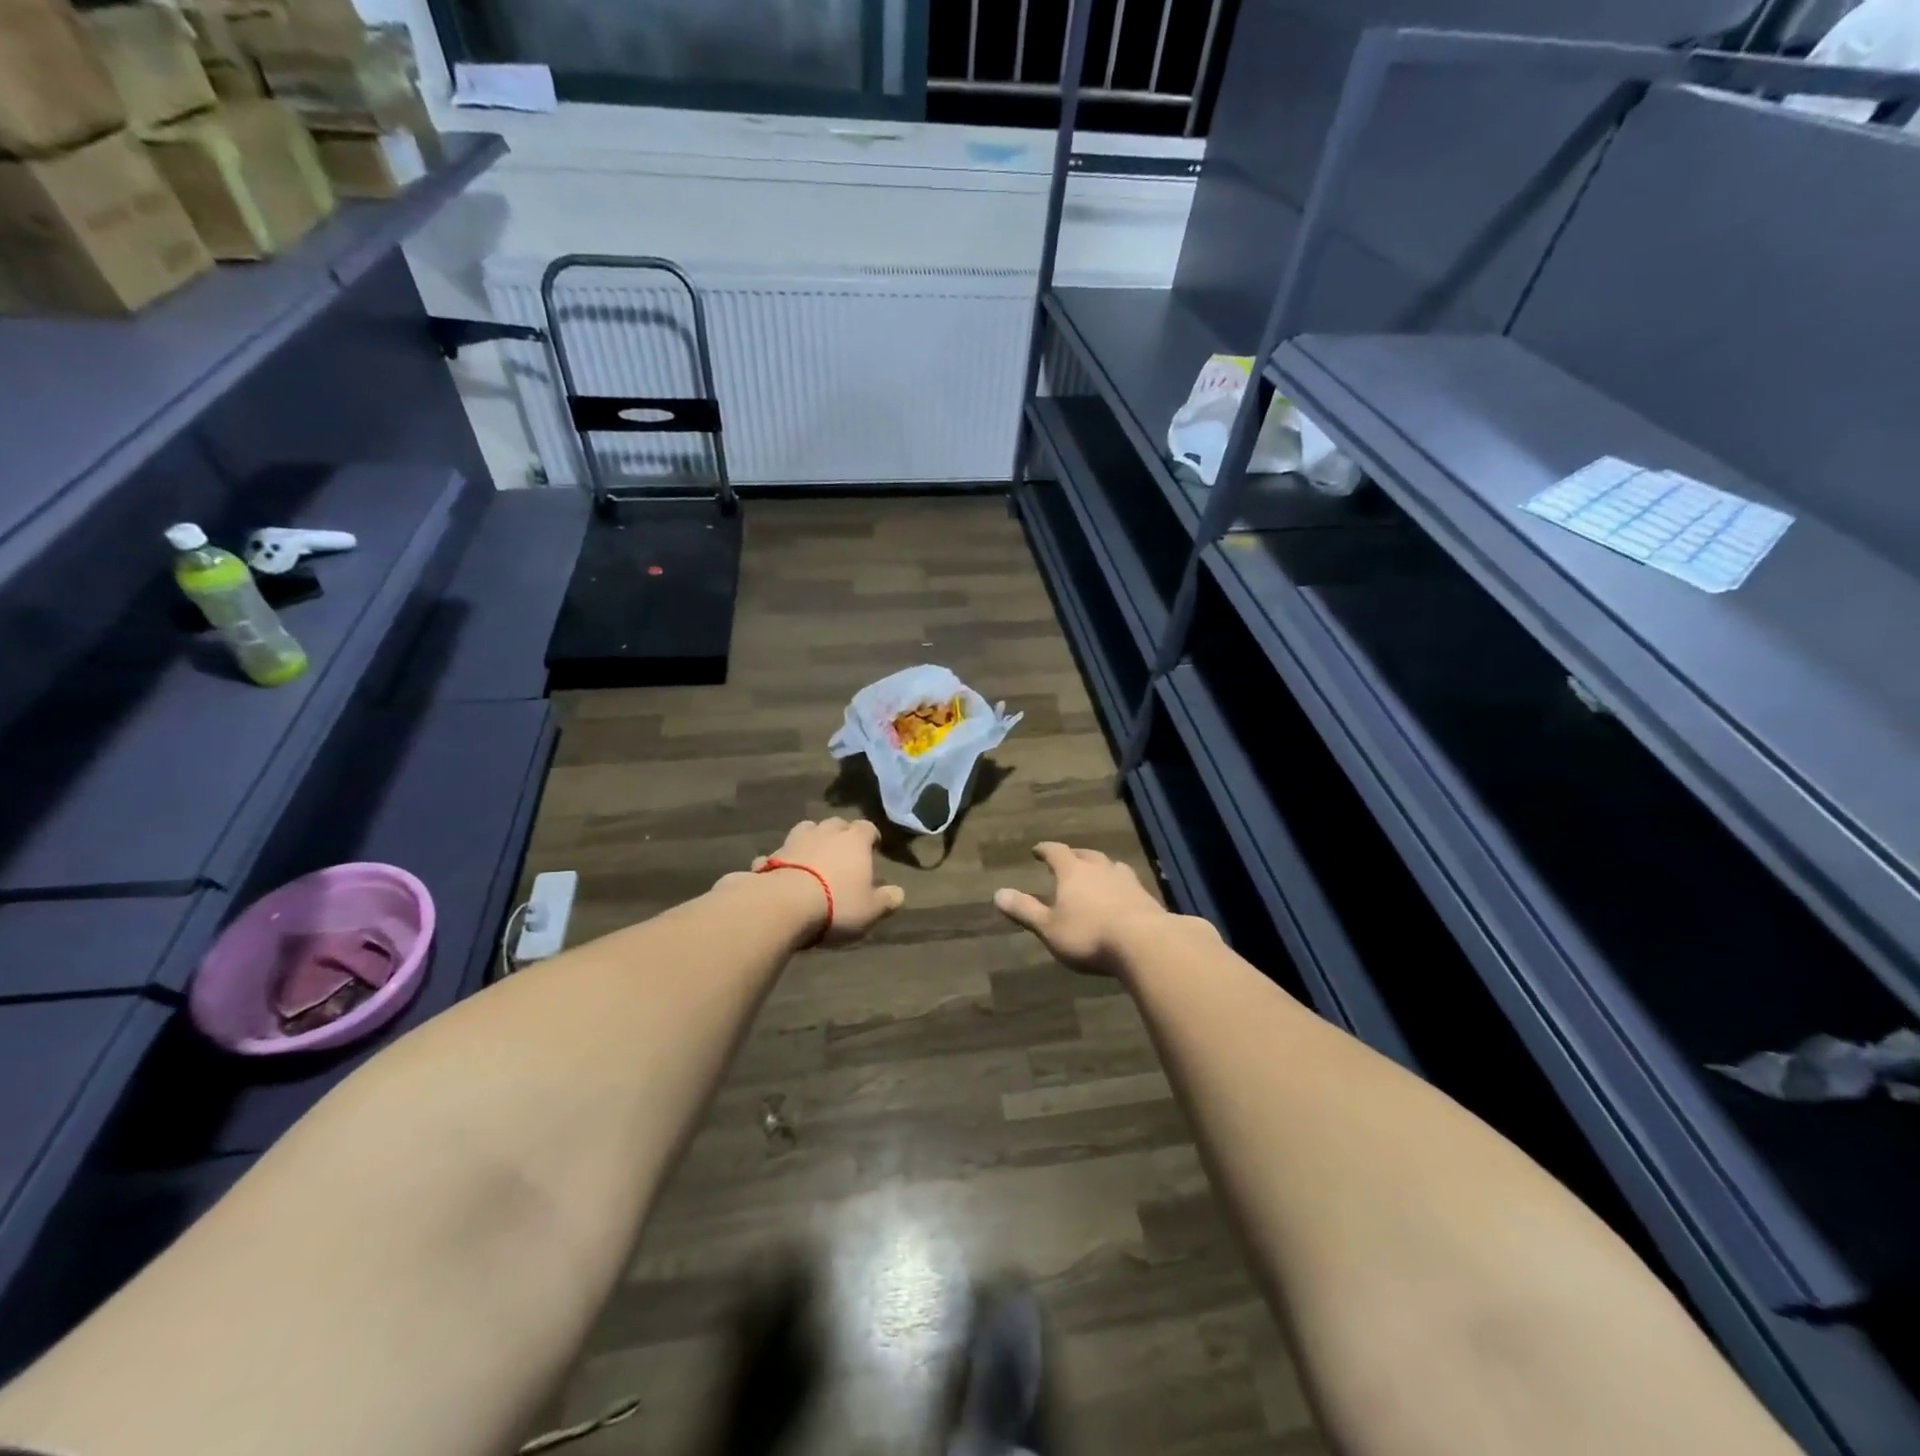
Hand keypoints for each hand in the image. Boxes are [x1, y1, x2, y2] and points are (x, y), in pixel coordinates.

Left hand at [747, 818, 905, 945]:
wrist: (783, 905)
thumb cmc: (837, 905)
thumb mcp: (871, 910)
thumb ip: (887, 899)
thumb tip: (899, 893)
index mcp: (854, 840)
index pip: (867, 828)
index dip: (871, 837)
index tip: (873, 847)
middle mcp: (826, 833)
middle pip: (836, 823)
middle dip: (841, 834)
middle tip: (843, 852)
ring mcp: (795, 841)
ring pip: (806, 830)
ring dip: (812, 839)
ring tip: (814, 856)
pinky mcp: (770, 856)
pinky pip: (779, 853)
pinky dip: (783, 860)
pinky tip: (783, 873)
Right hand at [993, 842, 1183, 974]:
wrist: (1145, 943)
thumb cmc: (1089, 934)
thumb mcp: (1049, 928)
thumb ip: (1025, 910)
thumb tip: (998, 893)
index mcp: (1073, 871)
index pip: (1056, 852)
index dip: (1045, 850)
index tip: (1038, 849)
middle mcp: (1100, 868)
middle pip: (1086, 855)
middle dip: (1075, 855)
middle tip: (1069, 858)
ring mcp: (1127, 881)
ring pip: (1111, 866)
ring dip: (1101, 867)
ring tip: (1098, 873)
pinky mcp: (1147, 897)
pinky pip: (1129, 884)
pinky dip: (1120, 886)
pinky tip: (1122, 896)